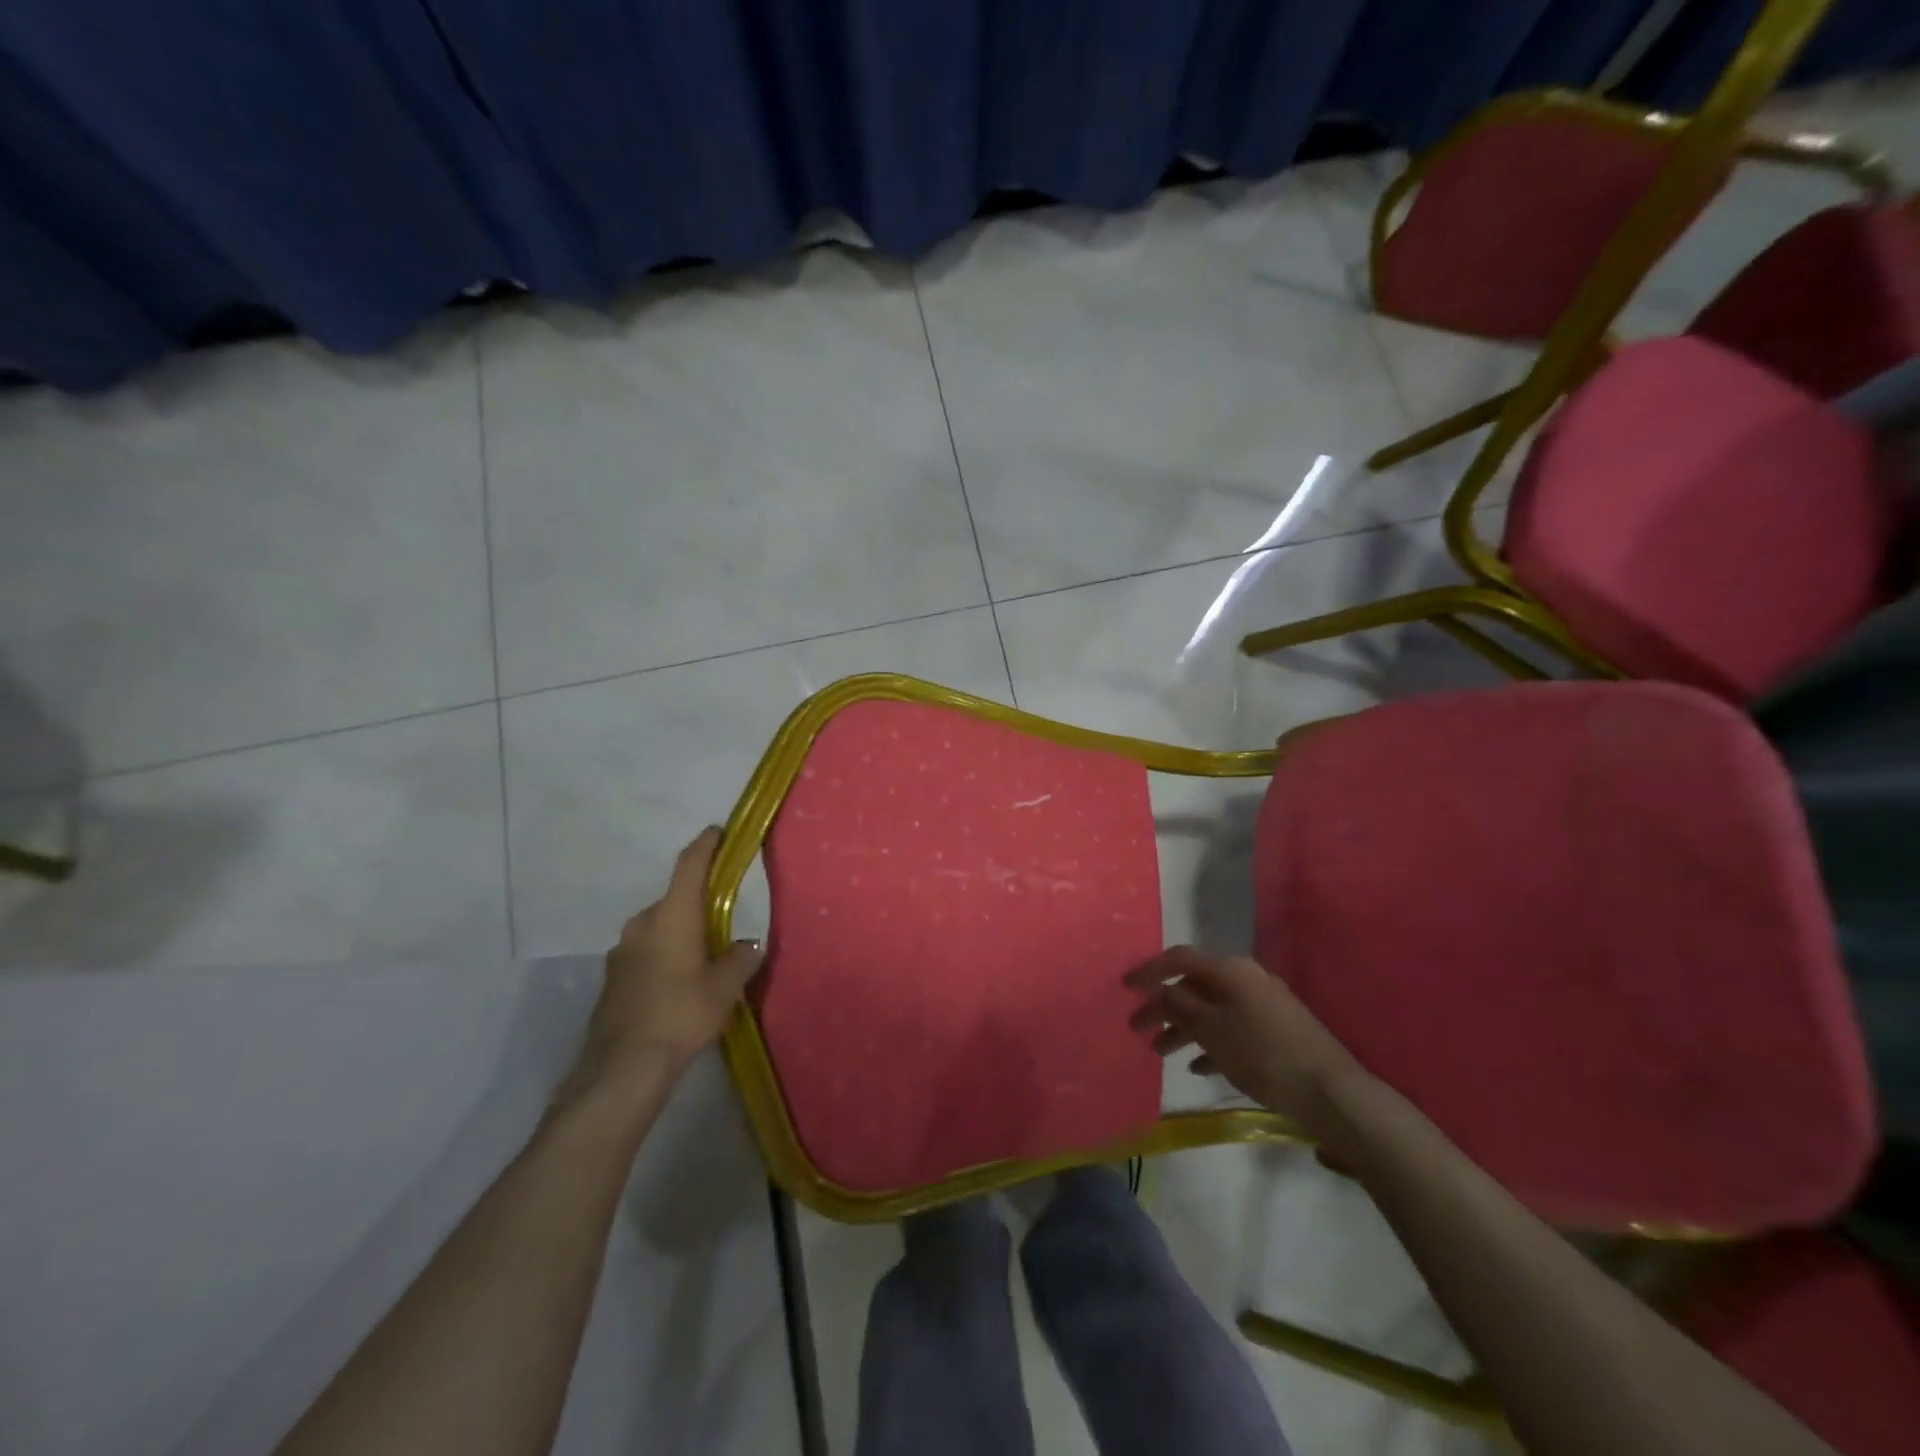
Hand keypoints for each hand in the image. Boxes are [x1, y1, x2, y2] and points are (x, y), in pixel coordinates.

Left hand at [575, 828, 762, 1094]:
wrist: (623, 1067)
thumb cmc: (681, 1013)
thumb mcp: (724, 986)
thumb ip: (740, 958)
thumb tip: (746, 945)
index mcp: (672, 914)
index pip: (690, 865)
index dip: (706, 845)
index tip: (719, 832)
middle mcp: (643, 923)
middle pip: (675, 899)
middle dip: (699, 903)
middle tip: (724, 917)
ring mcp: (622, 951)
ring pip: (659, 928)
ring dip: (681, 933)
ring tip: (705, 957)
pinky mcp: (613, 977)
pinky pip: (646, 952)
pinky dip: (665, 956)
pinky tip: (679, 984)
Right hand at [1126, 946, 1367, 1135]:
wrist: (1331, 1092)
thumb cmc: (1262, 1054)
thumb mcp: (1211, 1029)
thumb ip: (1179, 1006)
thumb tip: (1159, 992)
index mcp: (1230, 971)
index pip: (1180, 959)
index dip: (1149, 971)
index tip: (1125, 987)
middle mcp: (1247, 979)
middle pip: (1194, 987)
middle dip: (1164, 1007)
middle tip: (1138, 1028)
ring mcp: (1264, 1006)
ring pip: (1212, 1010)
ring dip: (1184, 1029)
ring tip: (1161, 1052)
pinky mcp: (1276, 1032)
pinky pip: (1232, 1030)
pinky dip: (1211, 1043)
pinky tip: (1198, 1067)